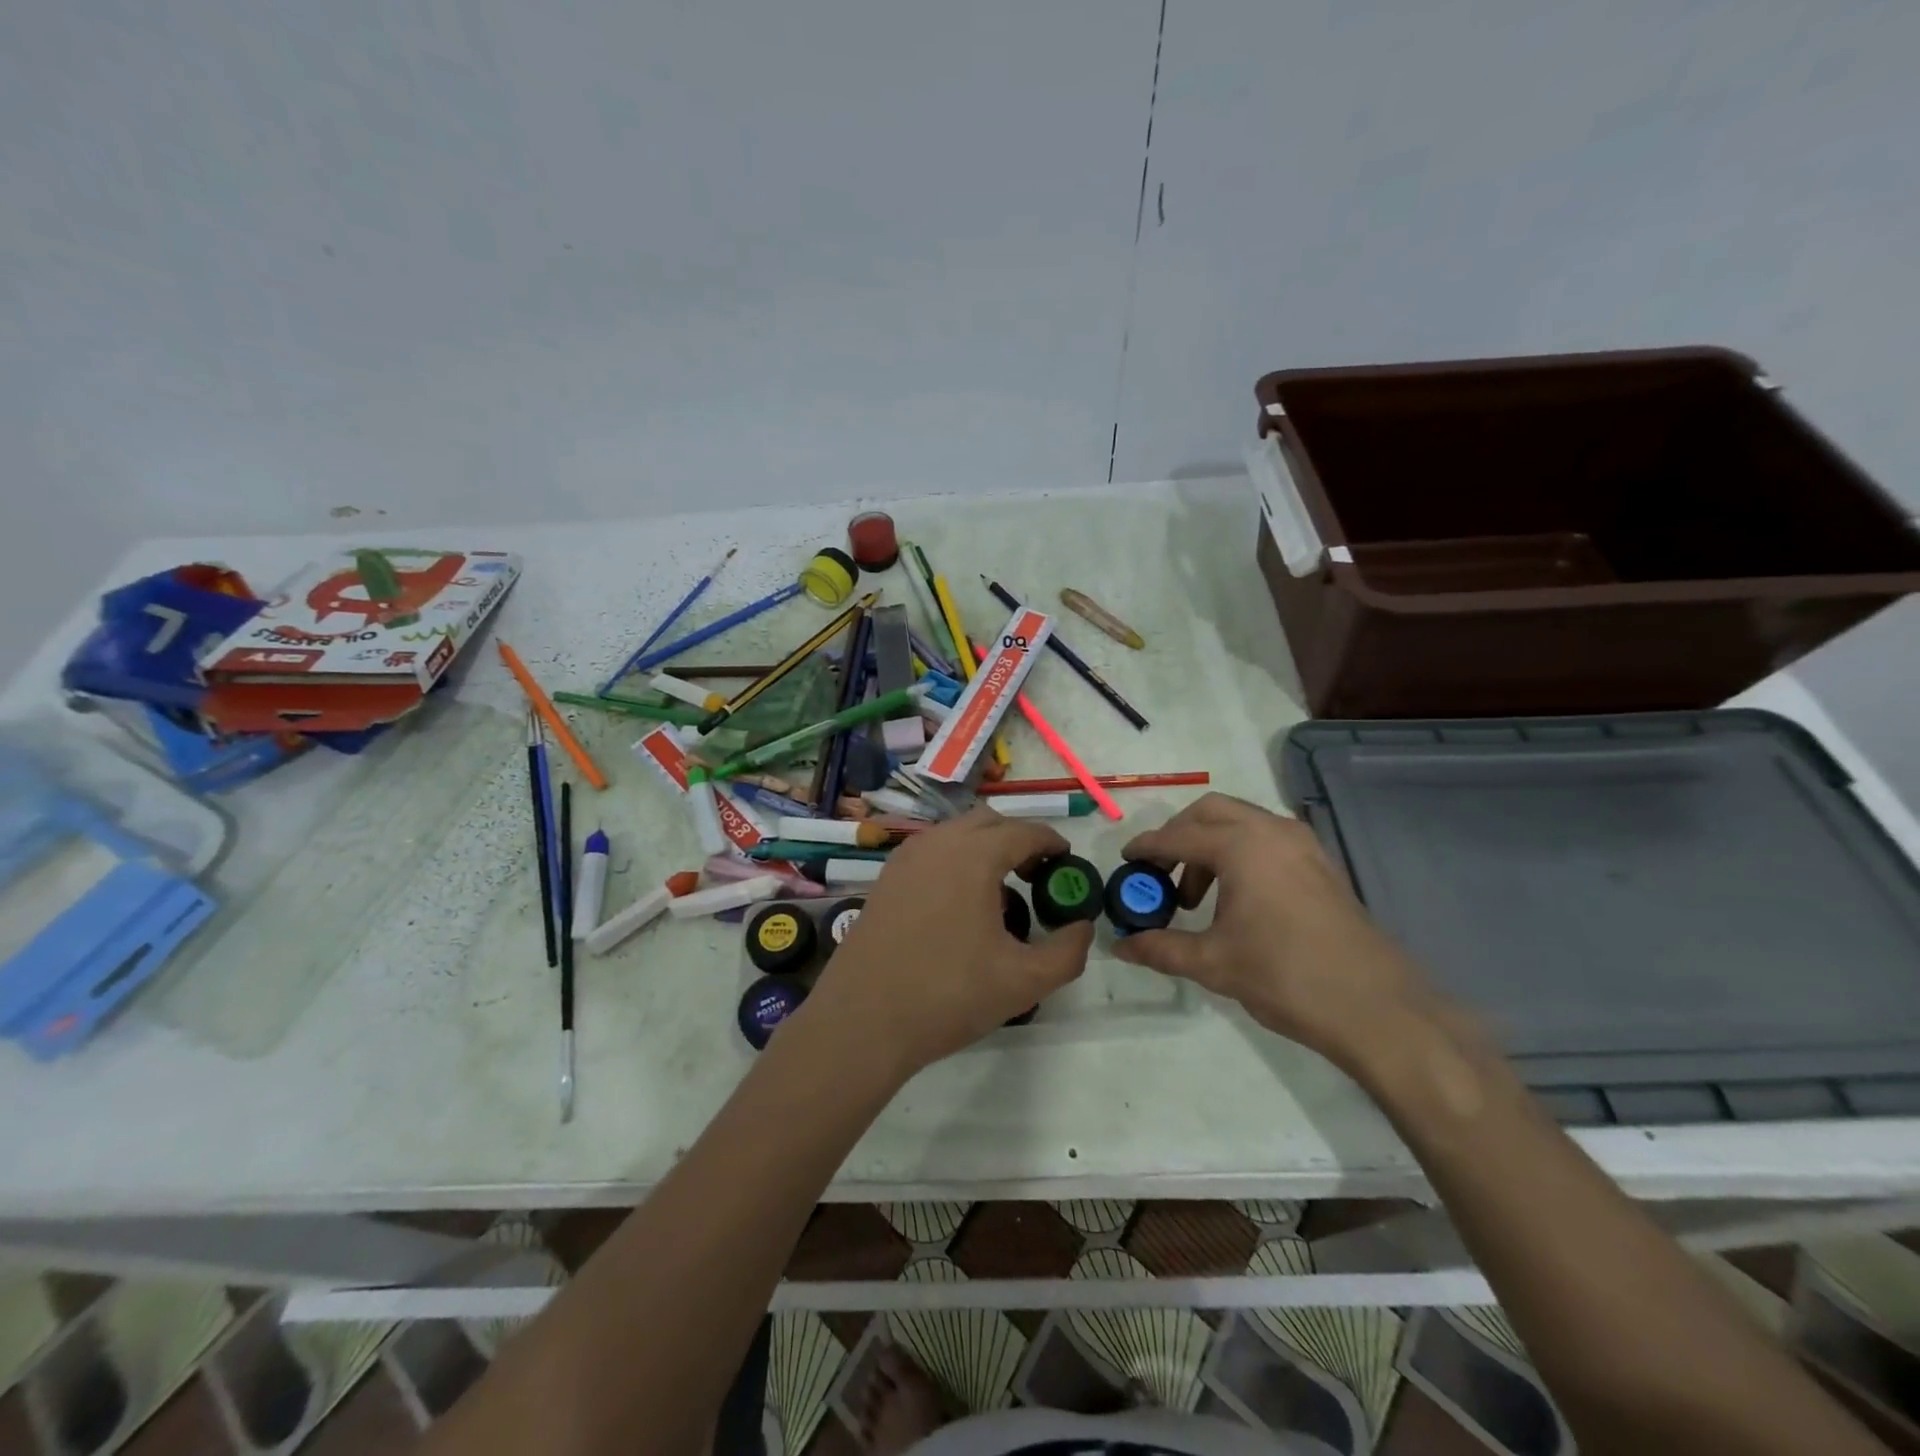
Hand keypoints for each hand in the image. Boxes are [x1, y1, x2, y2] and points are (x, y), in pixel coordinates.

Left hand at [802, 808, 1094, 1075]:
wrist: (862, 1020)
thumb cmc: (948, 996)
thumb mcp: (1024, 981)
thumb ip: (1068, 952)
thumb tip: (1083, 927)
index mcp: (973, 855)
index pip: (1024, 831)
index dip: (1051, 843)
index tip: (1067, 863)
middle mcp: (937, 843)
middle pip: (988, 822)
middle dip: (1018, 839)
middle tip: (1037, 875)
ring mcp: (905, 858)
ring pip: (956, 834)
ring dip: (984, 848)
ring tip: (1001, 892)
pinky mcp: (885, 879)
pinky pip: (932, 852)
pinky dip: (956, 861)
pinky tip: (961, 905)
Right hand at [1113, 793, 1430, 1072]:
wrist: (1376, 1008)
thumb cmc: (1285, 976)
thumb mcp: (1213, 962)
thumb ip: (1161, 948)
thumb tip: (1120, 946)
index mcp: (1242, 845)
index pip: (1179, 835)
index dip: (1147, 847)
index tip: (1125, 861)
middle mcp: (1272, 830)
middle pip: (1211, 812)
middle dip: (1179, 835)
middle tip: (1161, 873)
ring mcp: (1303, 844)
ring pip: (1242, 822)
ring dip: (1211, 845)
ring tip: (1199, 897)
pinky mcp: (1321, 864)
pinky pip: (1267, 839)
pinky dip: (1240, 853)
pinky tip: (1237, 898)